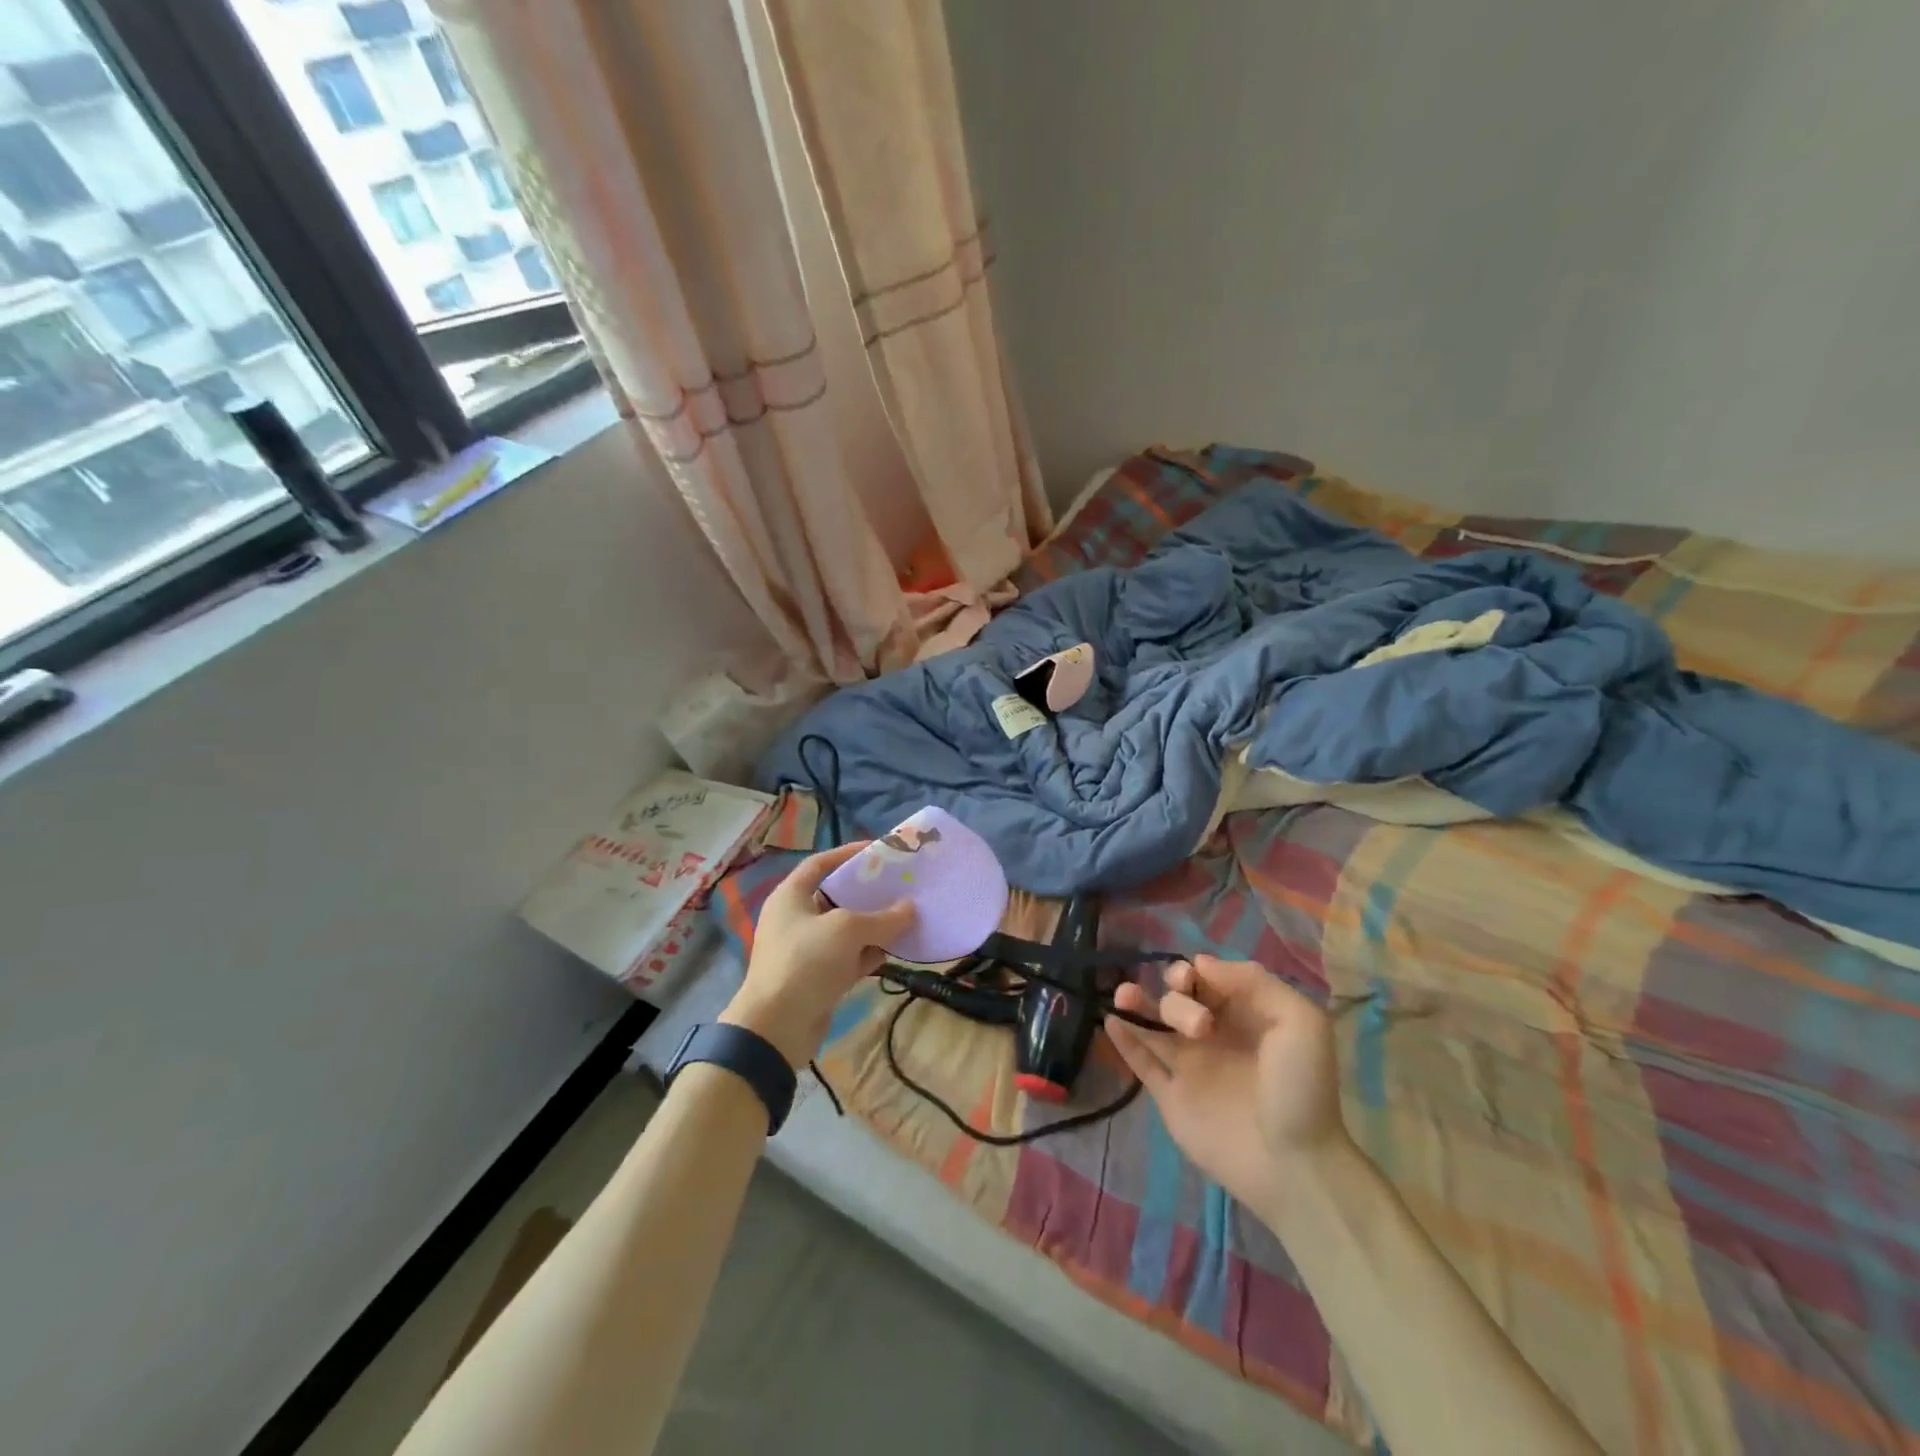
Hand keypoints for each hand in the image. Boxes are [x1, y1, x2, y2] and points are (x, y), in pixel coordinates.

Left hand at [720, 842, 914, 1067]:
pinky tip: (893, 951)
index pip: (820, 864)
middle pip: (836, 897)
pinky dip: (867, 954)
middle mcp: (795, 919)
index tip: (878, 851)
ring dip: (872, 926)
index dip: (847, 854)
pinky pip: (847, 958)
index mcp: (790, 896)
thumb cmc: (806, 962)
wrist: (776, 1028)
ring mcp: (805, 950)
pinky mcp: (816, 978)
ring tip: (904, 917)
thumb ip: (882, 918)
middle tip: (899, 886)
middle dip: (867, 893)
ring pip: (845, 930)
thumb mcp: (847, 931)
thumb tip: (910, 909)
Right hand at [1106, 955, 1348, 1217]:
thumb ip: (1255, 983)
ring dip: (1136, 1002)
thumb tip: (1201, 963)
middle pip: (1178, 999)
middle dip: (1178, 999)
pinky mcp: (1170, 1097)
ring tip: (1124, 995)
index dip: (1196, 972)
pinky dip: (1123, 1040)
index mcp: (1244, 1016)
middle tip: (1200, 1027)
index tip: (1194, 980)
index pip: (1208, 979)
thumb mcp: (1300, 1022)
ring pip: (1154, 1024)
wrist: (1292, 1165)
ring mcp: (1190, 1066)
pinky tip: (1110, 1020)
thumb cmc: (1300, 1089)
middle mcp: (1214, 1036)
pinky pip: (1141, 1062)